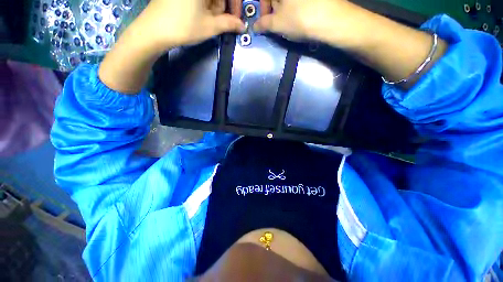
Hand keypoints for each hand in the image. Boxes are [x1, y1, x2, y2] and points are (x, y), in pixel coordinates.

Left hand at [99, 0, 244, 92]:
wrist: (154, 30)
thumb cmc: (184, 27)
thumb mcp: (210, 26)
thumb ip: (229, 24)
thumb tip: (242, 26)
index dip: (234, 4)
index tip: (236, 18)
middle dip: (222, 6)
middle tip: (221, 22)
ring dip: (213, 7)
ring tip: (208, 21)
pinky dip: (203, 5)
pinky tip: (200, 15)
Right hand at [254, 0, 359, 45]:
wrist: (332, 20)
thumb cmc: (300, 19)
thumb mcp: (277, 24)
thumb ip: (263, 24)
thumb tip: (255, 27)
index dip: (263, 7)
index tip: (264, 21)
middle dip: (273, 9)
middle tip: (276, 24)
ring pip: (288, 1)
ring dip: (284, 10)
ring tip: (288, 23)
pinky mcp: (314, 0)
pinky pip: (299, 3)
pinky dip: (295, 8)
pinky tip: (298, 18)